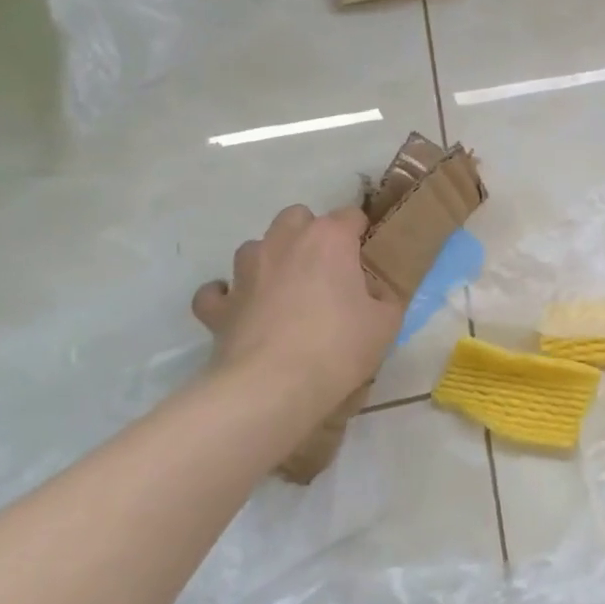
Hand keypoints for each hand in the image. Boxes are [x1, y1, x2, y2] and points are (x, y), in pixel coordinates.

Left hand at [191, 205, 404, 420]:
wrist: (272, 387)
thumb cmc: (338, 346)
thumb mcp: (387, 321)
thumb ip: (384, 296)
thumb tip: (372, 293)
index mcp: (329, 239)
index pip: (350, 216)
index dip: (360, 233)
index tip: (367, 258)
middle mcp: (284, 243)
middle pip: (296, 217)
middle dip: (310, 233)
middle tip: (326, 268)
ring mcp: (245, 272)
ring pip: (255, 247)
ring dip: (270, 260)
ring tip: (285, 289)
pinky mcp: (219, 307)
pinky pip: (217, 291)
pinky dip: (228, 296)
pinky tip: (241, 309)